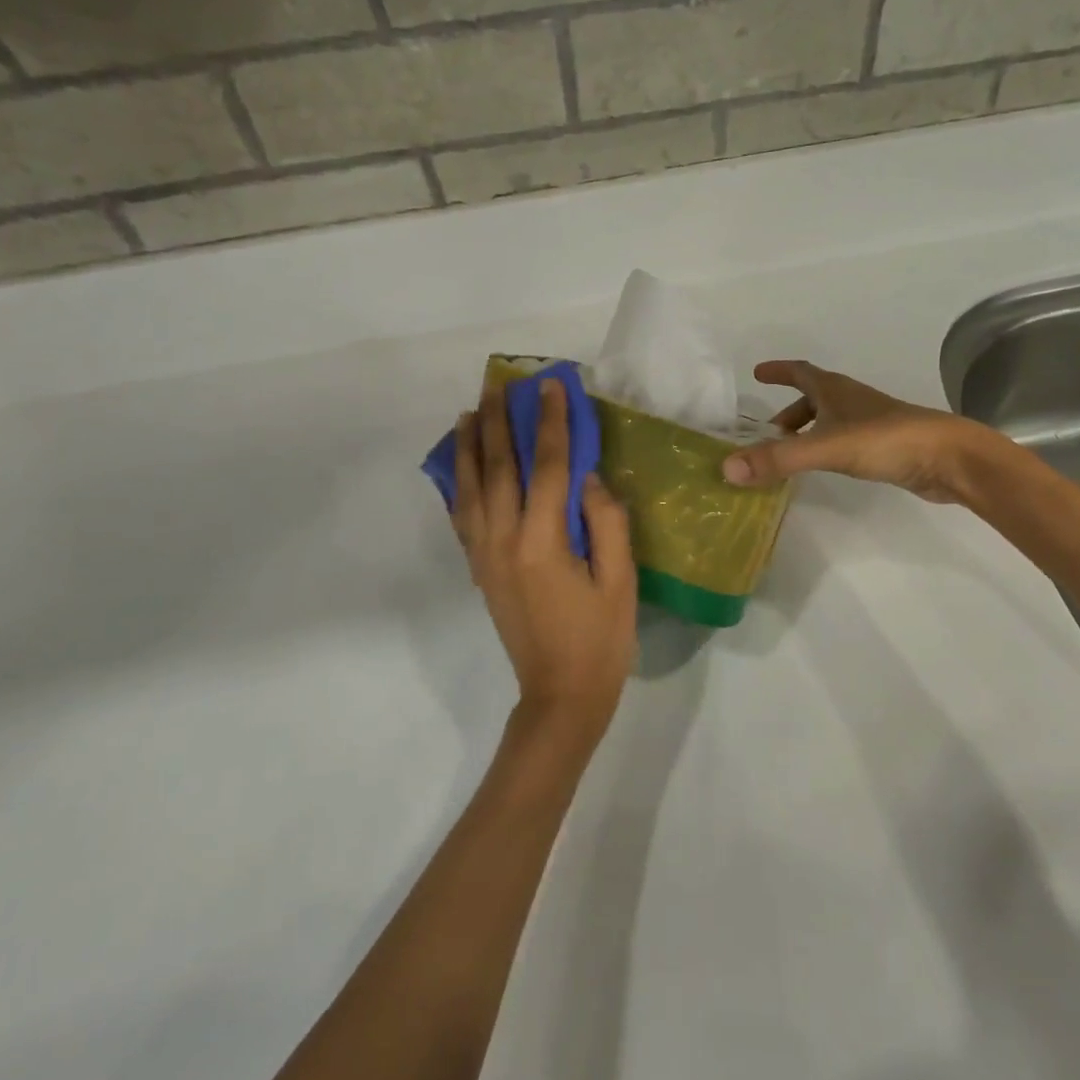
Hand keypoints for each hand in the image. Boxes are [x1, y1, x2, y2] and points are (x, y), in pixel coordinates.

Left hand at [452, 377, 637, 731]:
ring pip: (469, 487)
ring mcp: (485, 555)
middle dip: (499, 422)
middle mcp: (504, 540)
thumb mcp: (621, 580)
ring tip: (471, 412)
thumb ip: (605, 522)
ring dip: (469, 446)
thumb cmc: (601, 640)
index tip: (552, 387)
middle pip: (498, 468)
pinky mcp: (479, 568)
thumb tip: (587, 476)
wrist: (559, 695)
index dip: (551, 423)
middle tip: (500, 385)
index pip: (547, 467)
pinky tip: (460, 465)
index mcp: (543, 542)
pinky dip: (458, 483)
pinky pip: (462, 515)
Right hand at [721, 360, 999, 503]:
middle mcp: (851, 401)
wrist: (949, 458)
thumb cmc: (886, 440)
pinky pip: (842, 440)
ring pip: (828, 421)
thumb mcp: (825, 447)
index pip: (800, 372)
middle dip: (788, 411)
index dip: (778, 371)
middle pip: (813, 398)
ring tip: (787, 454)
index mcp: (835, 390)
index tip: (757, 373)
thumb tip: (727, 468)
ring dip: (805, 432)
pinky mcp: (883, 446)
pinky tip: (822, 468)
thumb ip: (778, 458)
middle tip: (766, 433)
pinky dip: (824, 447)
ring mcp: (870, 423)